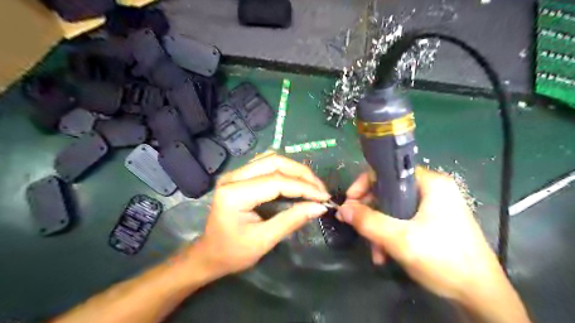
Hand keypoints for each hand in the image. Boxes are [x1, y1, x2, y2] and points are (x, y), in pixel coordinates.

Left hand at [193, 153, 327, 277]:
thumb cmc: (233, 253)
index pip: (276, 182)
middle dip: (302, 174)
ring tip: (312, 185)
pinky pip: (266, 164)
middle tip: (320, 189)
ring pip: (271, 159)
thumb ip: (292, 220)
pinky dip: (285, 170)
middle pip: (274, 162)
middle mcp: (233, 177)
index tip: (324, 197)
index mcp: (235, 194)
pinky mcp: (239, 176)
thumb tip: (319, 207)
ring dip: (295, 169)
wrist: (209, 254)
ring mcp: (235, 173)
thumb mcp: (264, 241)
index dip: (304, 187)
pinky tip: (295, 180)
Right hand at [338, 168, 504, 300]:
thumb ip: (368, 221)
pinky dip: (390, 235)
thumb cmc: (444, 260)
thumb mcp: (400, 239)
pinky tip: (385, 254)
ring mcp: (433, 207)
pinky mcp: (432, 222)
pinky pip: (402, 221)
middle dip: (370, 214)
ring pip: (392, 209)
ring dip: (378, 229)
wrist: (481, 296)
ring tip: (375, 252)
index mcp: (429, 183)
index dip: (364, 185)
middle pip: (387, 192)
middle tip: (358, 230)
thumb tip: (342, 209)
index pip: (387, 172)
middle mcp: (431, 190)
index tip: (350, 204)